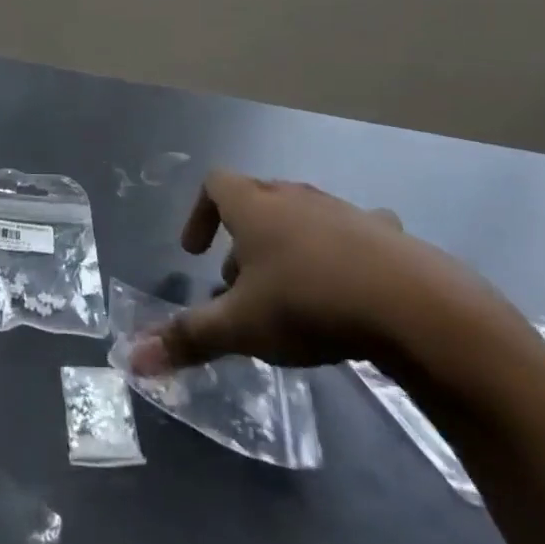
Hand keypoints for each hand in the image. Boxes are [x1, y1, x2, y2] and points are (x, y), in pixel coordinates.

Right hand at [130, 170, 500, 373]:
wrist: (413, 304)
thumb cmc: (309, 302)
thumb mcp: (241, 327)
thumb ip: (188, 338)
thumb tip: (131, 358)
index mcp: (254, 206)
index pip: (214, 184)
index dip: (199, 215)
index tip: (195, 254)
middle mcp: (295, 197)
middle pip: (256, 202)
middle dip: (241, 241)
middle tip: (238, 287)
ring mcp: (342, 210)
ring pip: (301, 218)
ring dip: (287, 248)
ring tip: (290, 296)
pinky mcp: (384, 233)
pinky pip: (351, 233)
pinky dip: (339, 253)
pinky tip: (350, 288)